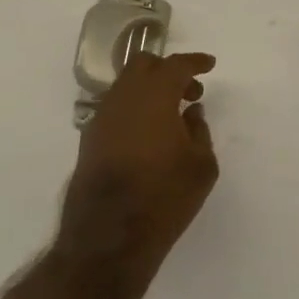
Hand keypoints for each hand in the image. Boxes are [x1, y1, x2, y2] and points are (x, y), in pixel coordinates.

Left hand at [56, 51, 217, 283]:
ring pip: (126, 87)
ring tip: (170, 117)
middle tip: (189, 92)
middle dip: (167, 70)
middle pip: (143, 65)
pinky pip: (115, 109)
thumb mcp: (201, 166)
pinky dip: (134, 110)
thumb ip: (199, 130)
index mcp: (154, 95)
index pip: (176, 65)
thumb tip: (190, 112)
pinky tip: (147, 135)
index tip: (209, 65)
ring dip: (149, 91)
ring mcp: (101, 117)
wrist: (109, 236)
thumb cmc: (164, 196)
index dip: (195, 62)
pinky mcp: (89, 139)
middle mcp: (123, 98)